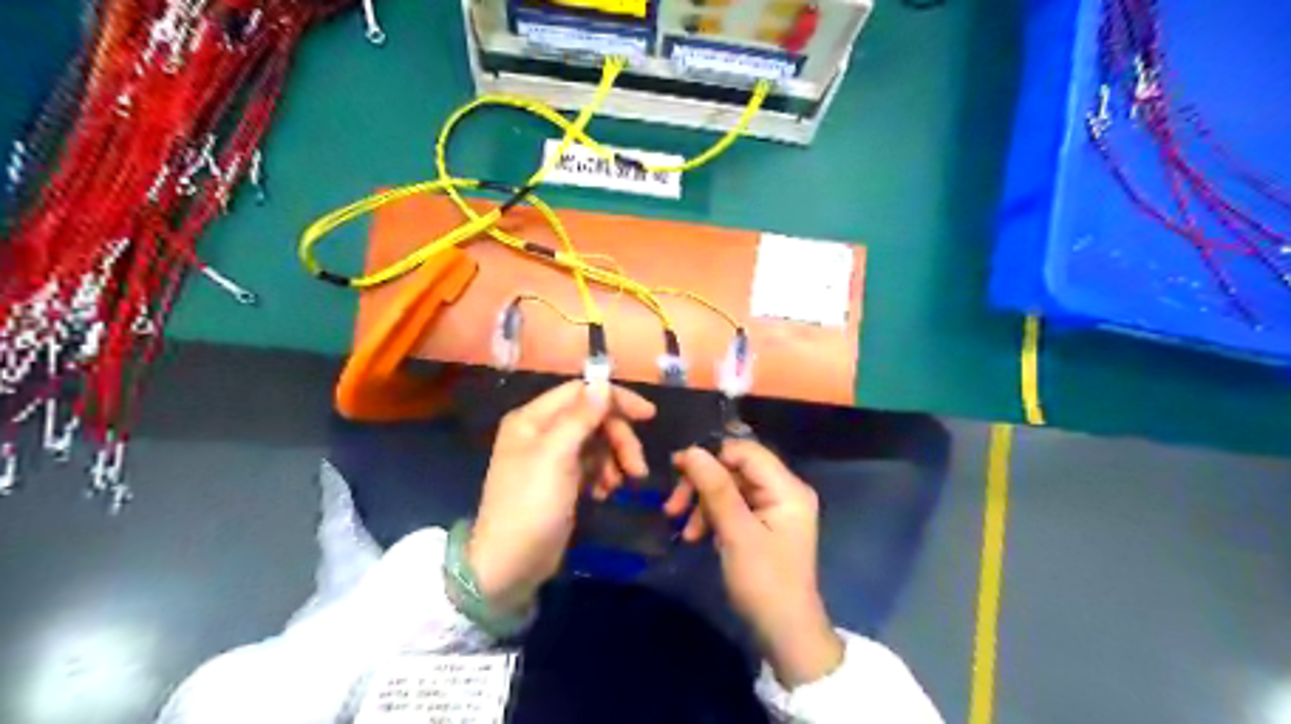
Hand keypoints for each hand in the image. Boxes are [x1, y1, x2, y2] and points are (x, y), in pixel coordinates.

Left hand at [471, 378, 655, 616]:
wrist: (509, 565)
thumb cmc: (530, 506)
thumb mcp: (556, 457)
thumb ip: (581, 417)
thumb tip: (603, 382)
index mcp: (532, 418)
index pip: (581, 392)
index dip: (615, 399)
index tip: (648, 416)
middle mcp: (541, 431)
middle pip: (593, 418)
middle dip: (619, 439)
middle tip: (637, 469)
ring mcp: (551, 457)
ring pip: (596, 442)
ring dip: (614, 459)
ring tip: (620, 486)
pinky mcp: (560, 480)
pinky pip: (591, 465)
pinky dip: (603, 475)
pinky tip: (604, 494)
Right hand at [667, 439, 847, 686]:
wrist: (784, 633)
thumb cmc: (764, 581)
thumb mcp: (736, 533)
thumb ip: (715, 489)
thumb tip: (691, 451)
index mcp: (787, 488)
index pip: (745, 451)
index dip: (710, 456)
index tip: (676, 469)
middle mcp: (784, 490)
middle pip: (735, 469)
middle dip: (702, 485)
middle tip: (672, 507)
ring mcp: (774, 508)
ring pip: (730, 488)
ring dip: (703, 504)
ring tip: (685, 531)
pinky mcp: (763, 524)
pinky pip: (733, 507)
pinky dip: (713, 517)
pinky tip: (699, 536)